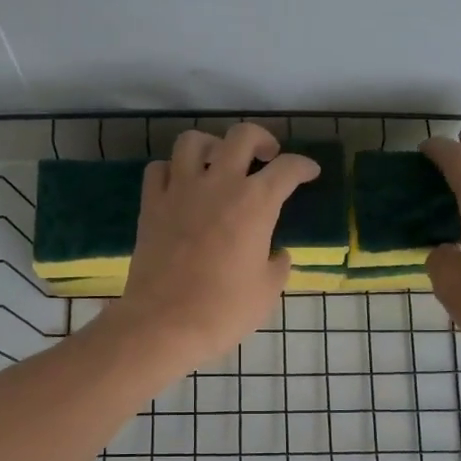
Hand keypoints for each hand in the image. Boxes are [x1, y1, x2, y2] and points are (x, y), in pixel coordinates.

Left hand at [104, 123, 319, 370]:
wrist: (165, 323)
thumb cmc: (224, 310)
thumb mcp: (267, 291)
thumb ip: (277, 265)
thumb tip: (276, 254)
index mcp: (255, 203)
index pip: (287, 169)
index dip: (303, 167)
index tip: (309, 172)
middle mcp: (218, 184)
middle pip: (242, 136)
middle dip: (261, 139)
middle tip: (266, 156)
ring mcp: (180, 190)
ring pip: (193, 141)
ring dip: (211, 145)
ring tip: (218, 162)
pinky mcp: (151, 205)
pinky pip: (159, 169)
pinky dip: (173, 170)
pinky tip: (181, 186)